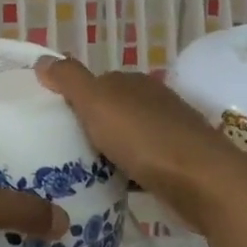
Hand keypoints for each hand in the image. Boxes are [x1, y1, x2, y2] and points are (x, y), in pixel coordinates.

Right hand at [35, 56, 228, 193]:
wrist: (203, 184)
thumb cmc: (144, 138)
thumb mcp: (96, 102)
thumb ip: (68, 79)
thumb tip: (42, 60)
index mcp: (134, 82)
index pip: (97, 83)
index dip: (74, 98)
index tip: (52, 119)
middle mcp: (154, 101)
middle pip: (112, 110)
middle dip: (90, 125)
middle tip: (60, 147)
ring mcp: (170, 133)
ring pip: (127, 138)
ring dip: (108, 150)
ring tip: (79, 170)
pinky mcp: (179, 164)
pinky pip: (142, 163)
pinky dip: (127, 172)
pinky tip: (112, 186)